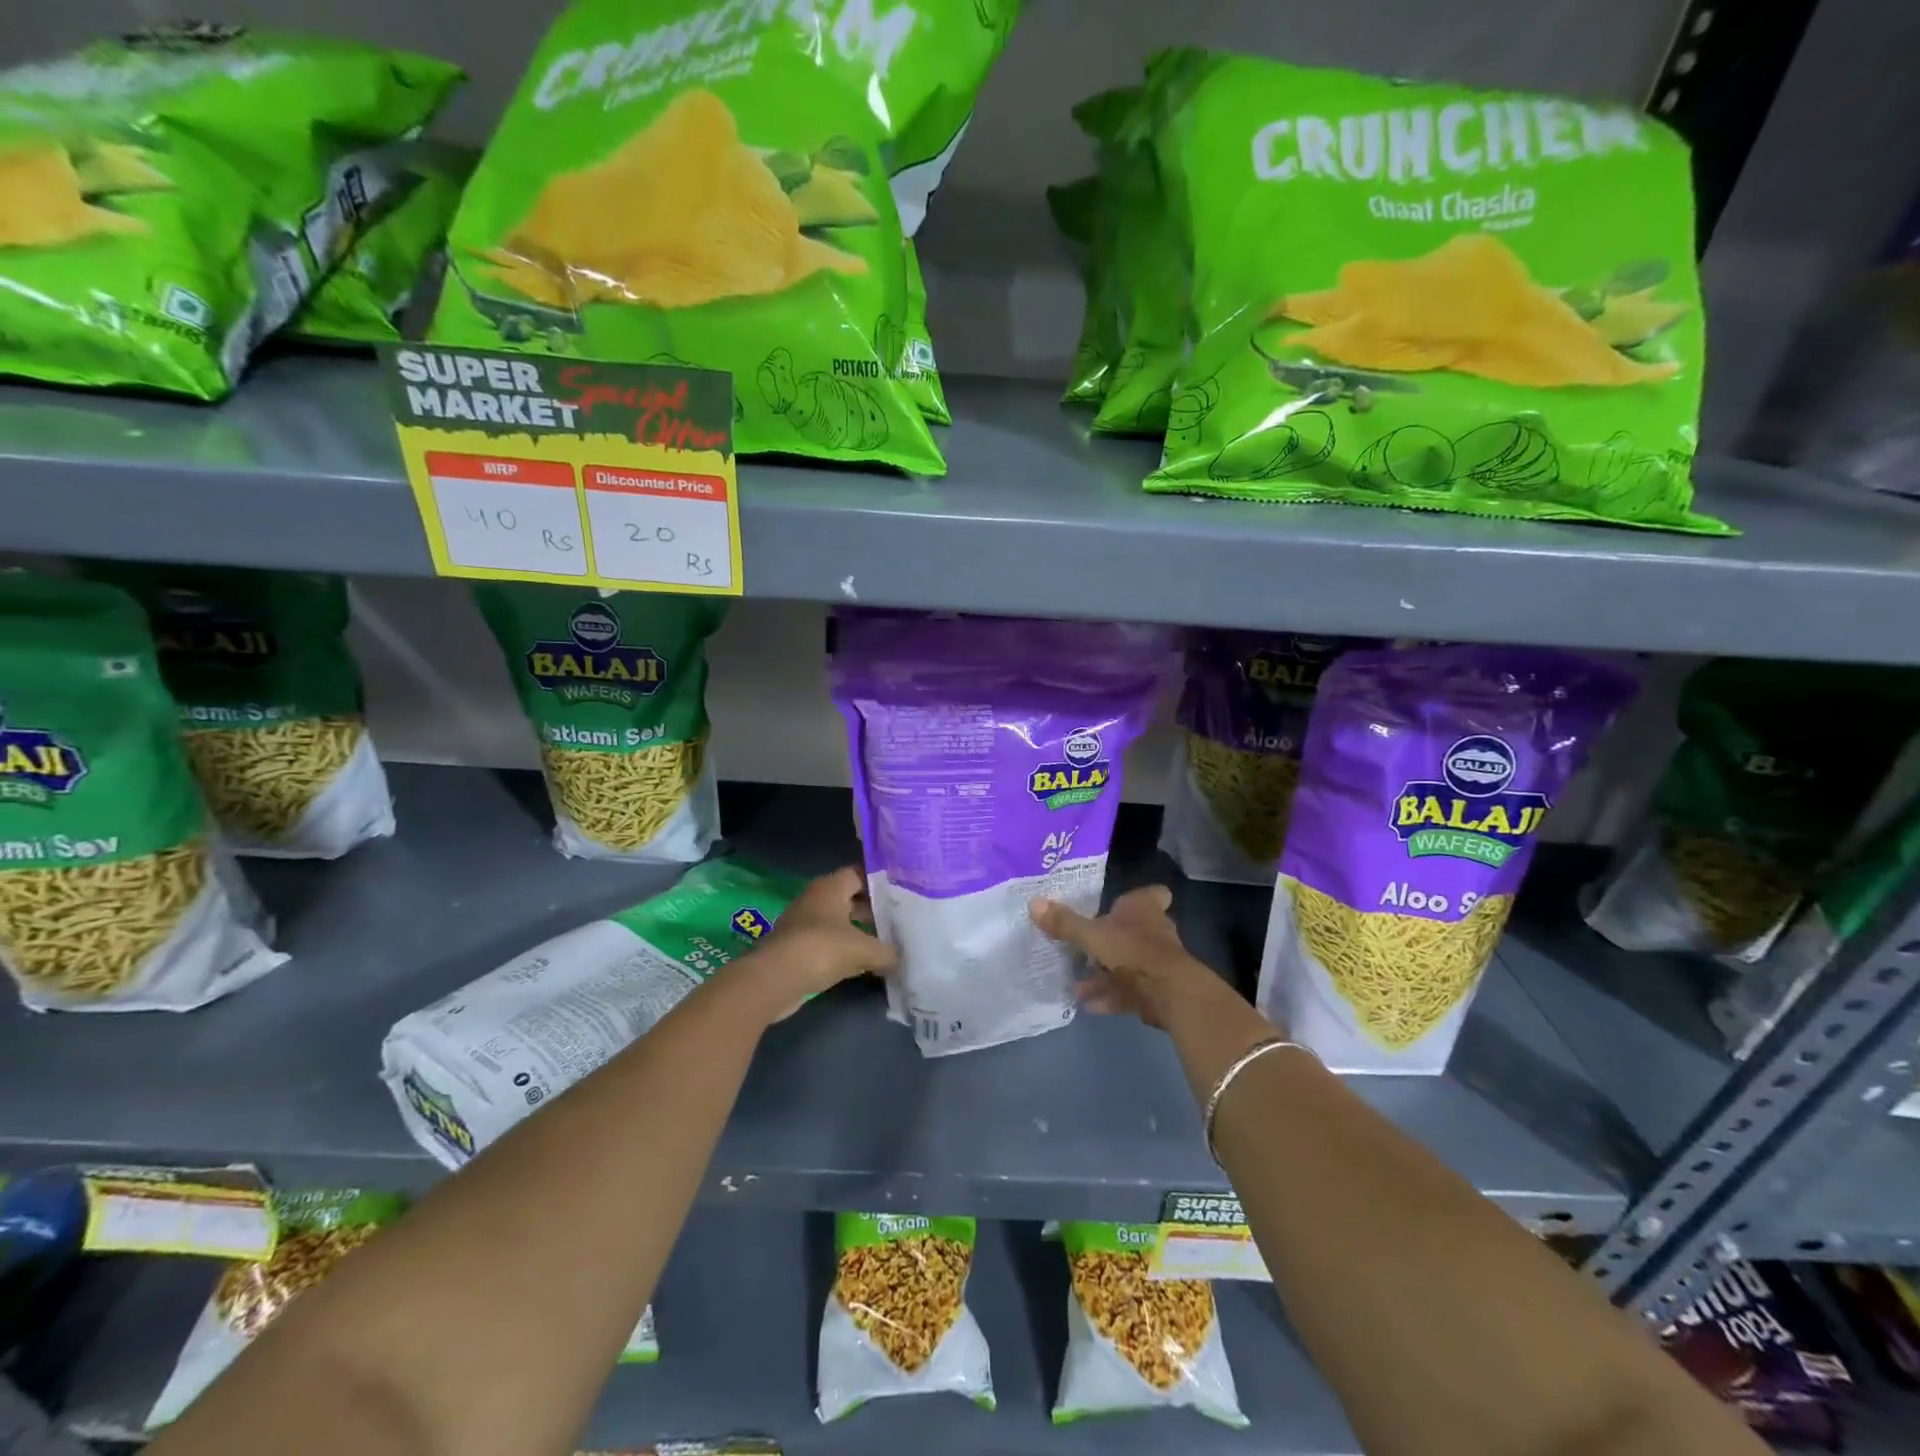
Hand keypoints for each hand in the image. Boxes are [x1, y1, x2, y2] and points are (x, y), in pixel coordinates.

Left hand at [741, 866, 896, 1022]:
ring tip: (887, 943)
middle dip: (873, 910)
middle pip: (850, 899)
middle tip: (899, 920)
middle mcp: (816, 899)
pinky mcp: (798, 949)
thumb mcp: (863, 949)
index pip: (859, 873)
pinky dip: (845, 952)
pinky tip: (865, 965)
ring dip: (859, 932)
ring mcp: (804, 924)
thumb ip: (886, 952)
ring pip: (839, 923)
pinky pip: (828, 944)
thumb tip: (901, 958)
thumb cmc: (821, 949)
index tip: (901, 892)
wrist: (773, 979)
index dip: (880, 882)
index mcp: (831, 887)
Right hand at [1029, 884, 1205, 1028]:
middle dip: (1110, 940)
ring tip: (1077, 986)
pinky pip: (1129, 990)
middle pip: (1133, 930)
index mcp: (1143, 909)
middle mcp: (1154, 931)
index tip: (1118, 904)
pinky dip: (1110, 997)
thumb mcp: (1092, 935)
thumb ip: (1065, 923)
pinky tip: (1089, 1005)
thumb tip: (1034, 902)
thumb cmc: (1132, 950)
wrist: (1169, 993)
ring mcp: (1157, 961)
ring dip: (1104, 975)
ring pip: (1128, 963)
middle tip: (1084, 948)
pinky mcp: (1157, 989)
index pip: (1151, 894)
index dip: (1139, 897)